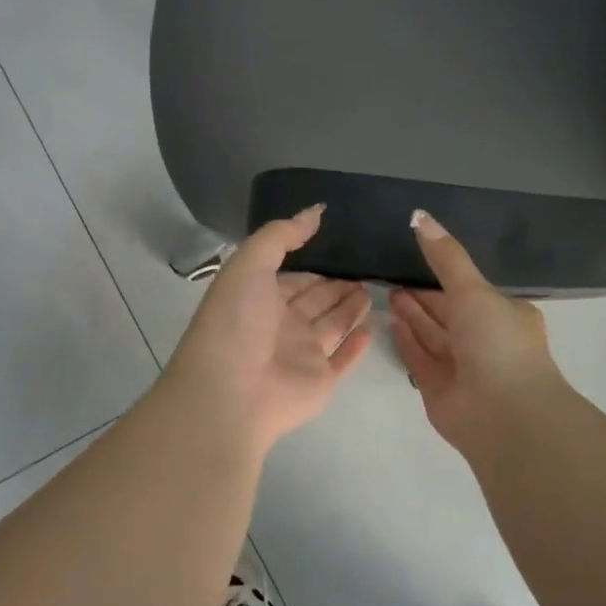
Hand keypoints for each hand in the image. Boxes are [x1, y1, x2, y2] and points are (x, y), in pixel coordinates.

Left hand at [163, 206, 372, 454]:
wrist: (230, 393)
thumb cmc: (236, 322)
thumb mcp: (249, 264)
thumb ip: (281, 235)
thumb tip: (315, 212)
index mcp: (260, 298)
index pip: (292, 277)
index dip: (314, 263)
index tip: (342, 246)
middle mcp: (281, 325)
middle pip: (316, 299)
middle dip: (337, 283)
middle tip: (368, 264)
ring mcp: (302, 355)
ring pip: (333, 325)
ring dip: (351, 307)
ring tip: (375, 286)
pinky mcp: (321, 381)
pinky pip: (343, 359)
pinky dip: (357, 345)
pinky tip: (372, 327)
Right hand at [388, 210, 566, 456]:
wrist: (503, 415)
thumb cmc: (496, 343)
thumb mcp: (473, 290)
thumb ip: (445, 256)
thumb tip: (419, 215)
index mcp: (503, 315)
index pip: (468, 289)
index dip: (443, 274)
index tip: (414, 256)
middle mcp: (483, 339)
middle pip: (447, 312)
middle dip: (422, 295)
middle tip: (390, 273)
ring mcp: (461, 366)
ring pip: (432, 334)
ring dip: (411, 314)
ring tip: (386, 291)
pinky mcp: (439, 389)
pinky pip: (419, 357)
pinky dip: (406, 340)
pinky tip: (389, 322)